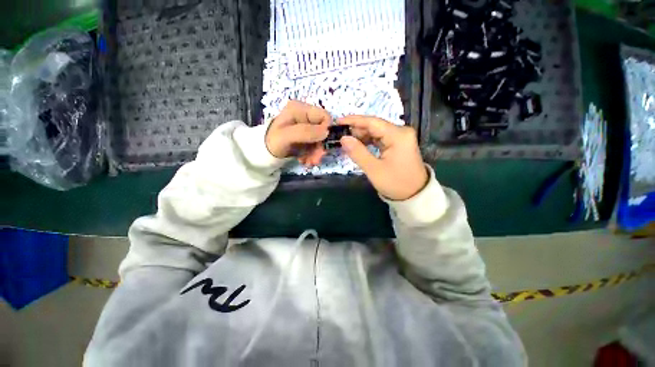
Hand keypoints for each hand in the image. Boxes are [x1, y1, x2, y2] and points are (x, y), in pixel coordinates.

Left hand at [266, 100, 330, 165]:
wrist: (265, 152)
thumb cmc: (273, 142)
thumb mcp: (287, 136)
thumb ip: (306, 132)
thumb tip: (327, 132)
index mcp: (300, 109)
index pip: (324, 116)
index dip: (326, 131)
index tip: (321, 146)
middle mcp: (305, 116)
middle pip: (323, 129)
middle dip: (320, 146)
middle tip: (315, 159)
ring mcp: (306, 127)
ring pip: (320, 139)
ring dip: (316, 153)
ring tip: (309, 162)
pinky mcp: (306, 137)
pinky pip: (315, 145)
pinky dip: (312, 154)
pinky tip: (305, 160)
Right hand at [338, 116, 427, 200]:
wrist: (415, 195)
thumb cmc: (395, 183)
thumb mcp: (374, 169)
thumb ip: (358, 152)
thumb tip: (343, 138)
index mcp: (398, 135)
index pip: (372, 122)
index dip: (353, 121)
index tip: (337, 122)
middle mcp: (401, 132)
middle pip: (374, 126)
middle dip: (356, 130)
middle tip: (339, 135)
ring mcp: (400, 138)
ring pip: (376, 132)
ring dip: (361, 136)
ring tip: (346, 141)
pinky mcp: (398, 144)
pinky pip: (380, 139)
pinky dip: (368, 142)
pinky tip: (358, 146)